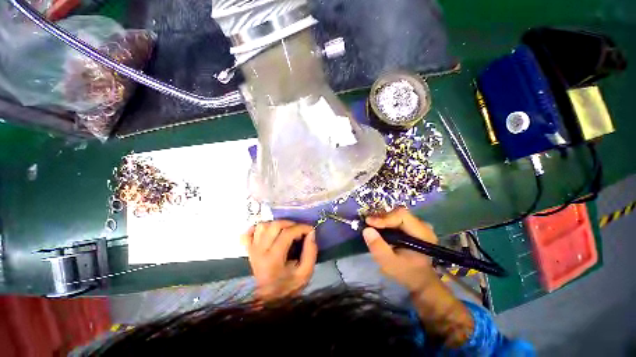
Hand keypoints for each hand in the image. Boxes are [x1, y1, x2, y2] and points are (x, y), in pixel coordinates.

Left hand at [241, 220, 317, 300]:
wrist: (269, 302)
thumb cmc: (288, 288)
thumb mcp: (305, 273)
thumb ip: (310, 252)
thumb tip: (311, 233)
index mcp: (273, 259)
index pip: (287, 234)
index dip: (301, 228)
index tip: (310, 229)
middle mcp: (260, 252)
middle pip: (274, 225)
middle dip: (290, 223)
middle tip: (299, 230)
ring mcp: (252, 250)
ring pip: (262, 226)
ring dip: (276, 225)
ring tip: (286, 231)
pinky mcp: (249, 251)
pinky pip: (248, 234)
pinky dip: (257, 229)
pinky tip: (268, 232)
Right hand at [363, 207, 438, 291]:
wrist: (420, 280)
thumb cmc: (407, 273)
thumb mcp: (389, 263)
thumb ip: (378, 247)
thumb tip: (366, 229)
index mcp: (422, 234)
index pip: (402, 216)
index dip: (384, 217)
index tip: (369, 223)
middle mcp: (422, 226)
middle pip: (399, 213)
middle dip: (382, 218)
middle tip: (369, 224)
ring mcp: (418, 225)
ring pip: (397, 215)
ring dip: (383, 220)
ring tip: (372, 227)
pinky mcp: (413, 227)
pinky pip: (397, 219)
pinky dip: (386, 222)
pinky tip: (380, 229)